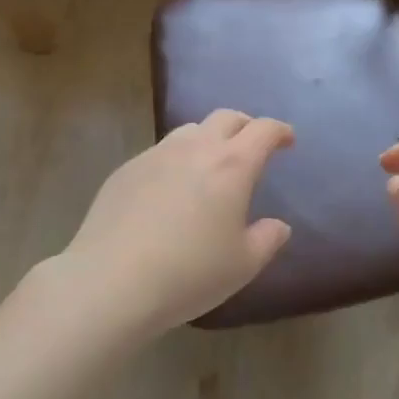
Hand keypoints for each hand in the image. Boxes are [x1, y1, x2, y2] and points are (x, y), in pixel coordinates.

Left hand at [59, 110, 294, 335]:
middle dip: (245, 126)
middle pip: (227, 117)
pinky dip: (176, 159)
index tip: (287, 140)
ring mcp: (157, 154)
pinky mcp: (127, 168)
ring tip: (210, 164)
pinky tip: (169, 190)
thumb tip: (278, 225)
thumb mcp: (242, 265)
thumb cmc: (189, 273)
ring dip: (208, 138)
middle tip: (251, 146)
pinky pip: (160, 152)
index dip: (280, 131)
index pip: (263, 130)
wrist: (111, 281)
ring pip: (191, 130)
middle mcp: (196, 147)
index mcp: (232, 165)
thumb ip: (267, 239)